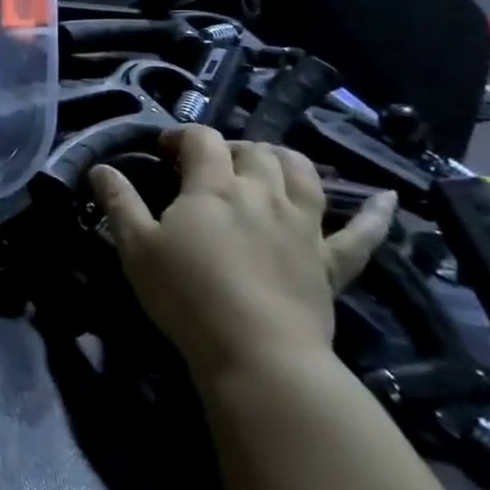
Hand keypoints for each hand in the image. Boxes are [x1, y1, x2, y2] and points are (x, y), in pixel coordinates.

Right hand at [89, 126, 395, 380]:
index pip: (202, 139)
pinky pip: (362, 234)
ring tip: (268, 164)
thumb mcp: (136, 247)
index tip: (164, 151)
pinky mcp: (331, 261)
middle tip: (211, 164)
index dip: (181, 136)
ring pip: (302, 174)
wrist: (258, 354)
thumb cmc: (187, 295)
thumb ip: (118, 202)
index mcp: (213, 186)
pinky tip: (389, 200)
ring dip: (285, 160)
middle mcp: (262, 193)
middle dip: (231, 147)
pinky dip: (376, 214)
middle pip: (254, 150)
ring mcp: (303, 225)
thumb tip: (100, 167)